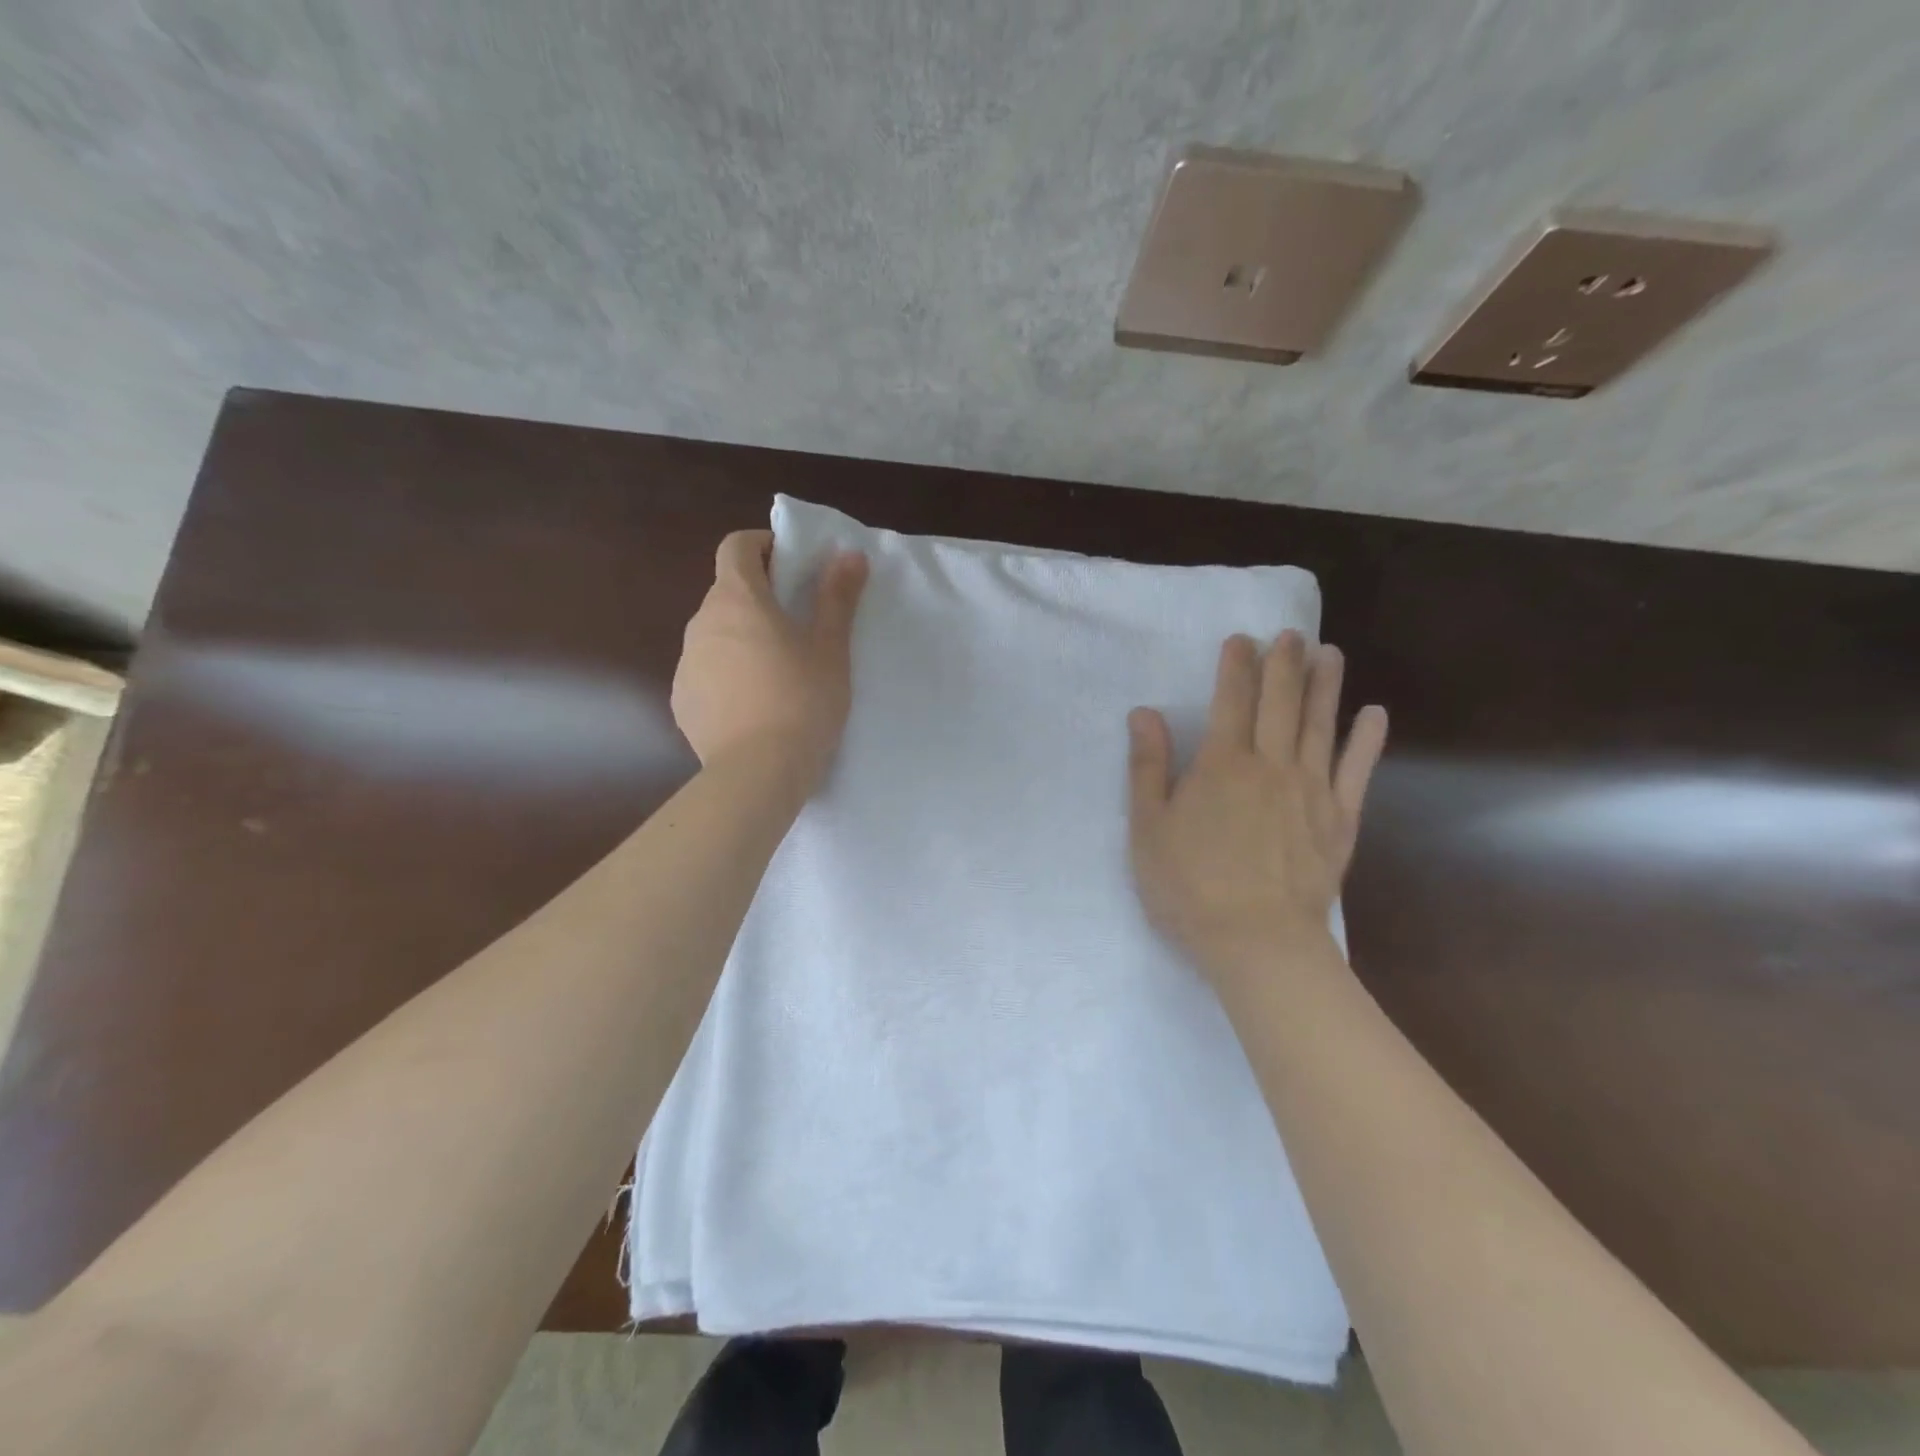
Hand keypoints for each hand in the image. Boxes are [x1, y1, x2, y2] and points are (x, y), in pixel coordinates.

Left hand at [672, 530, 868, 790]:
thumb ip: (837, 597)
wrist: (758, 773)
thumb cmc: (802, 701)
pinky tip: (754, 706)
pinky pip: (706, 672)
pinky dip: (727, 675)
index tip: (791, 564)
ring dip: (742, 637)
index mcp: (738, 600)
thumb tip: (848, 553)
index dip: (763, 545)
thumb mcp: (830, 648)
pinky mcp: (682, 700)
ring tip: (778, 672)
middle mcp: (701, 622)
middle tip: (798, 624)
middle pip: (727, 592)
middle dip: (759, 597)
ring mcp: (686, 663)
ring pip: (715, 634)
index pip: (737, 546)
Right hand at [1127, 631, 1387, 993]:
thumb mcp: (1149, 827)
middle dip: (1284, 664)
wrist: (1258, 941)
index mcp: (1221, 764)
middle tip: (1291, 634)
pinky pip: (1357, 770)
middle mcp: (1270, 765)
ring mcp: (1312, 790)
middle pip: (1280, 703)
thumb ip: (1148, 767)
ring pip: (1320, 725)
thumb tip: (1144, 714)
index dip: (1236, 666)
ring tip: (1330, 652)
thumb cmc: (1190, 885)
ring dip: (1325, 685)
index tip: (1242, 639)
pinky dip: (1365, 740)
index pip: (1230, 701)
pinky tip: (1373, 715)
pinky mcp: (1339, 819)